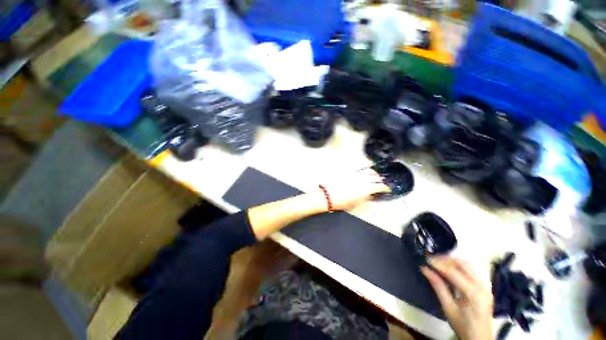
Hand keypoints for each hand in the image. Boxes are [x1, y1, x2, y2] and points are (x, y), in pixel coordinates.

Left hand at [320, 168, 390, 210]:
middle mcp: (362, 180)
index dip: (385, 188)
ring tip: (376, 176)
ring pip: (369, 171)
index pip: (379, 187)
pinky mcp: (349, 171)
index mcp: (366, 189)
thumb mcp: (356, 206)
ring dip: (374, 173)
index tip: (387, 189)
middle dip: (380, 180)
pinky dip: (366, 165)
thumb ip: (367, 203)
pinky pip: (359, 166)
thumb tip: (373, 200)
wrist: (327, 196)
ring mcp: (355, 174)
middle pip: (375, 178)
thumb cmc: (342, 203)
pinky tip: (369, 164)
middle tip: (381, 183)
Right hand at [422, 256, 492, 339]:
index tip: (425, 260)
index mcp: (473, 293)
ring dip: (451, 261)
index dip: (438, 264)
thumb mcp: (448, 308)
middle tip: (431, 260)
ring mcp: (484, 285)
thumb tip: (424, 269)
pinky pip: (469, 270)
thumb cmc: (463, 325)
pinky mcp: (483, 286)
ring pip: (466, 265)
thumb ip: (438, 287)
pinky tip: (448, 269)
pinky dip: (456, 266)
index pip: (454, 272)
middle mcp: (482, 286)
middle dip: (445, 259)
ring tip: (437, 263)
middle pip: (462, 264)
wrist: (480, 338)